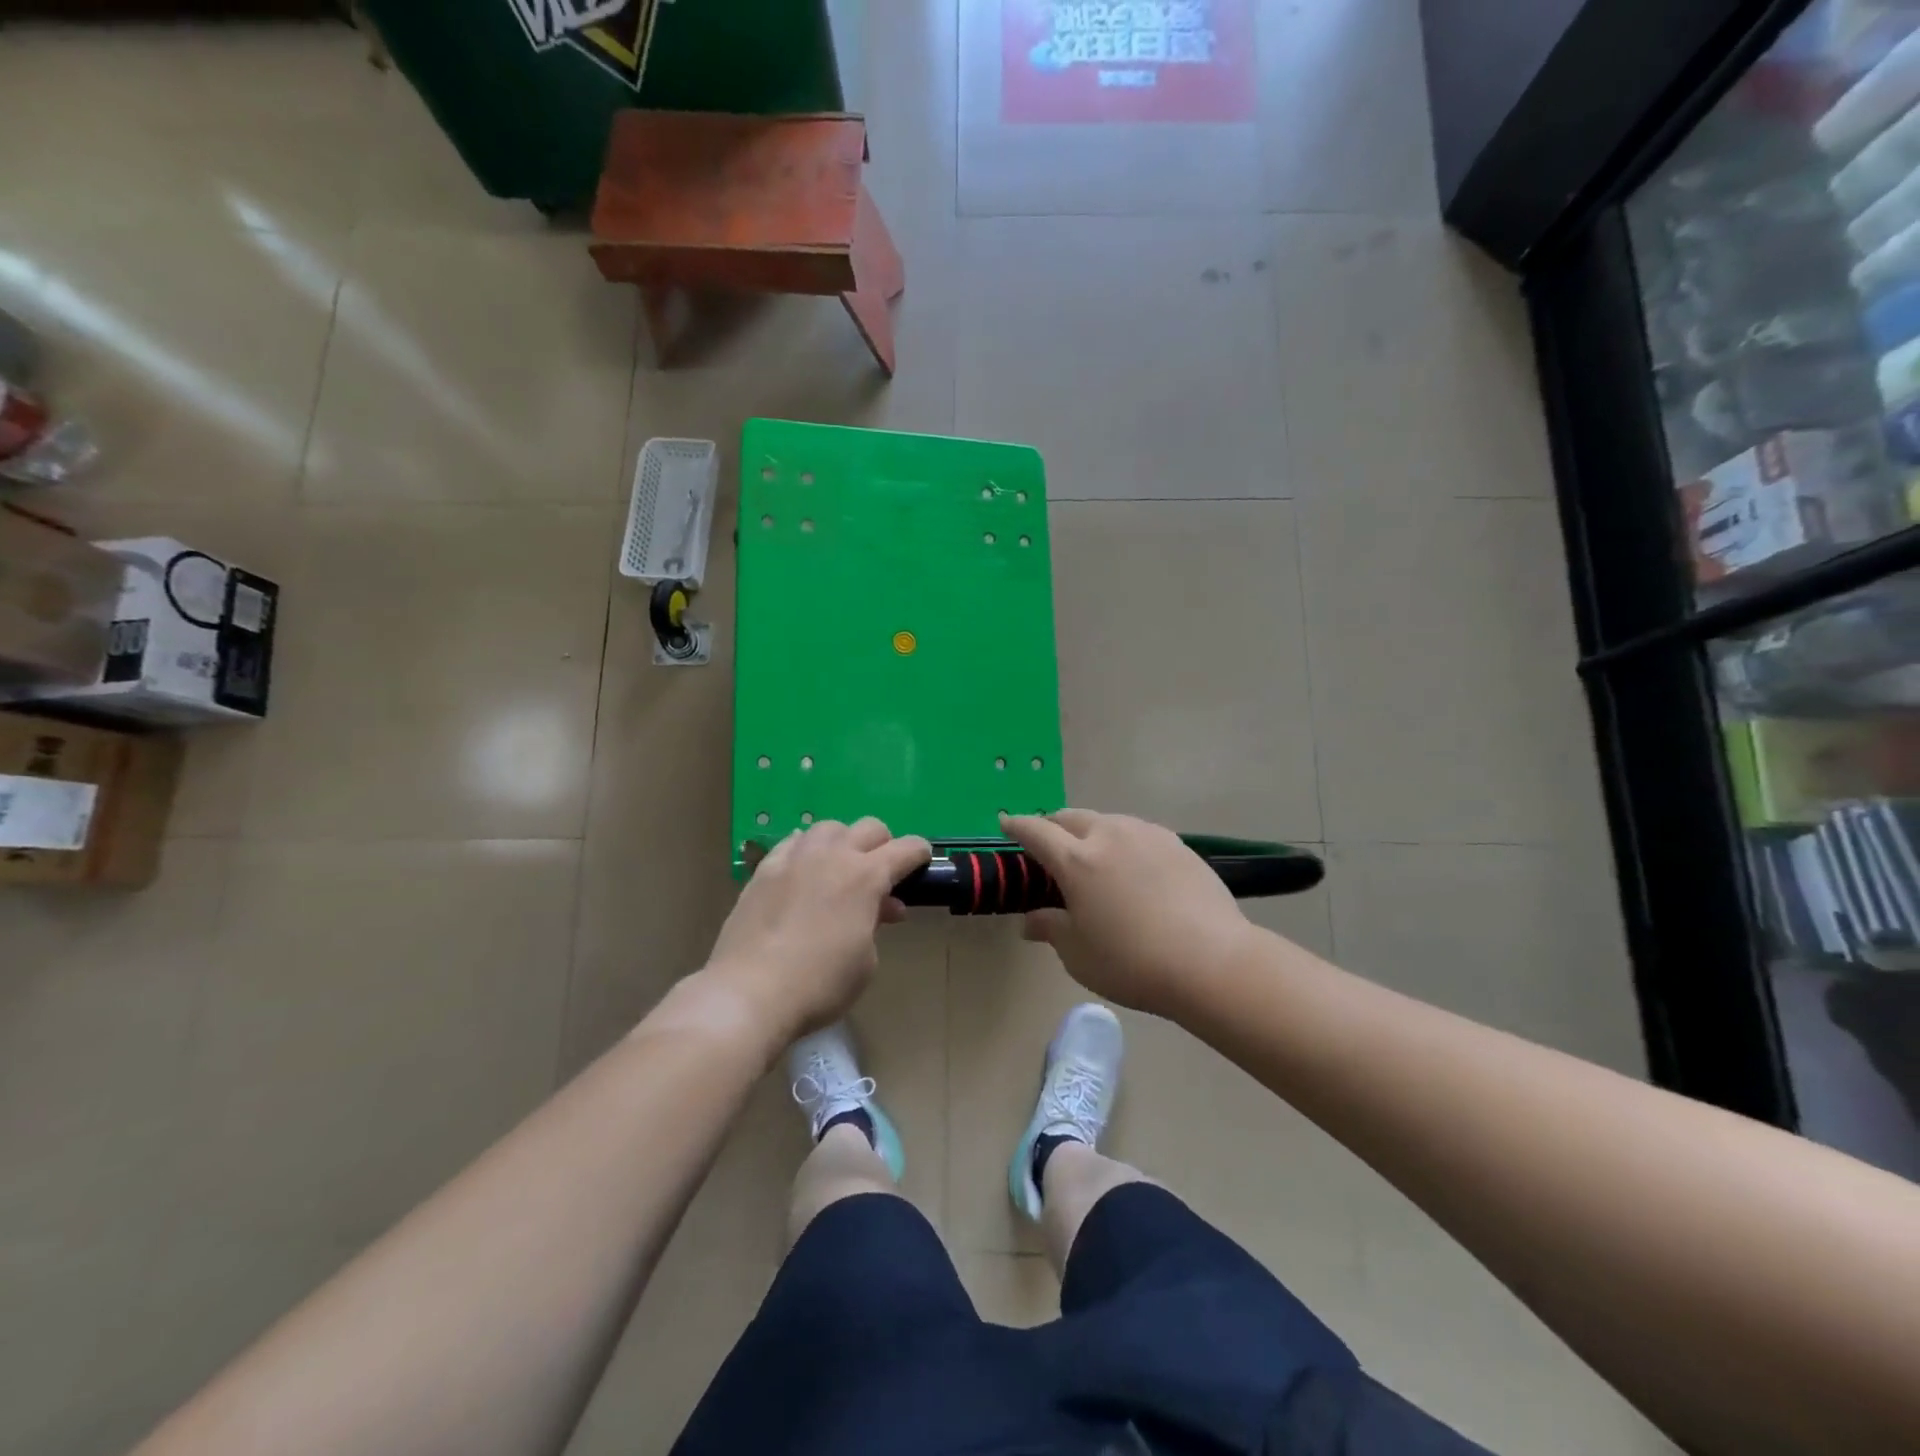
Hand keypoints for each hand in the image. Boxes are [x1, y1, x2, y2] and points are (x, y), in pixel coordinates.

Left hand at [704, 818, 930, 1046]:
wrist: (750, 992)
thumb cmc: (820, 983)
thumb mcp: (866, 961)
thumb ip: (875, 924)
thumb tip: (876, 909)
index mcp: (865, 876)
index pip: (905, 849)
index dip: (919, 854)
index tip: (922, 863)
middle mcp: (832, 855)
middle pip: (869, 828)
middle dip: (883, 845)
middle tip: (881, 874)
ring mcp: (794, 858)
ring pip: (828, 829)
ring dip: (843, 843)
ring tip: (839, 871)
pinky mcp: (764, 870)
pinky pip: (793, 844)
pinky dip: (807, 853)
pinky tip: (803, 875)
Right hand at [1002, 809, 1253, 1018]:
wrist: (1212, 962)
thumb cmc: (1132, 962)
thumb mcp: (1078, 954)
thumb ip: (1050, 928)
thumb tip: (1030, 921)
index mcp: (1077, 860)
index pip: (1036, 831)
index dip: (1017, 825)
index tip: (1006, 822)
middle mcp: (1109, 835)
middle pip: (1071, 818)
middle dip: (1054, 827)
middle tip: (1049, 848)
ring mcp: (1147, 835)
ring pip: (1107, 821)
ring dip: (1091, 833)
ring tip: (1094, 859)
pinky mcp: (1177, 844)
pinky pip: (1138, 833)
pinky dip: (1123, 843)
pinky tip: (1133, 869)